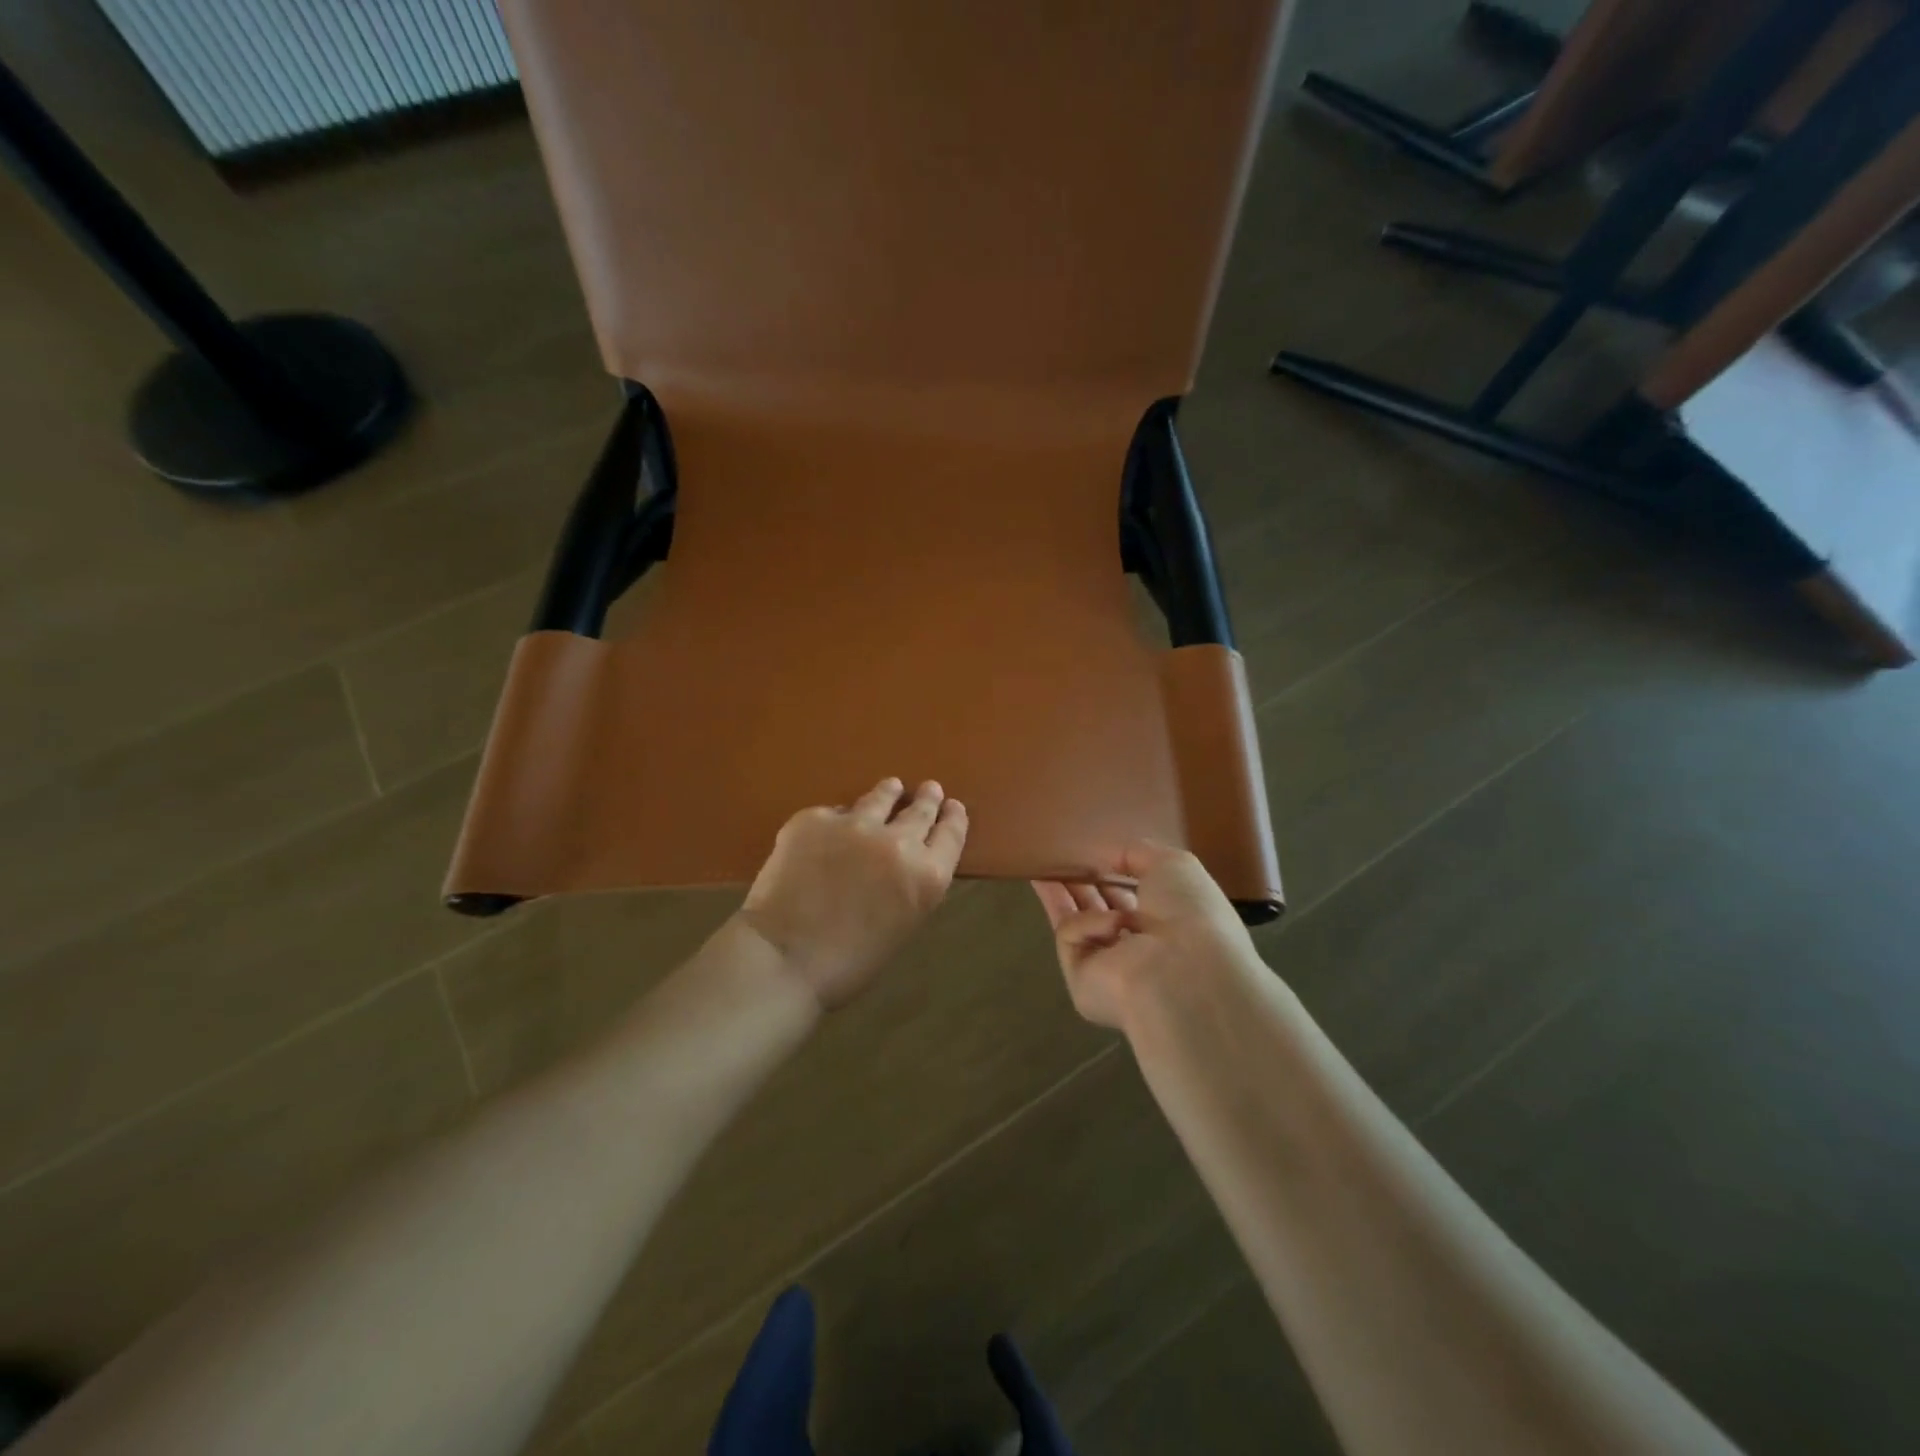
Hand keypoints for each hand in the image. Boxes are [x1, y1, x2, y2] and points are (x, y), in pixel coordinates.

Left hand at [739, 778, 967, 1008]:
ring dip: (888, 793)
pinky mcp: (815, 819)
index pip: (951, 834)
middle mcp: (898, 841)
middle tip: (930, 789)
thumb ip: (910, 887)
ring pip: (880, 798)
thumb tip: (902, 865)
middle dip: (927, 798)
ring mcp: (855, 824)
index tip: (953, 807)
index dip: (954, 817)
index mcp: (926, 876)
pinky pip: (833, 813)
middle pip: (920, 810)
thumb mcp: (902, 925)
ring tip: (891, 787)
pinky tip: (832, 826)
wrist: (785, 958)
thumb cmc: (849, 963)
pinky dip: (837, 820)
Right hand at [1033, 841, 1256, 1031]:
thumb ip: (1137, 853)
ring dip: (1061, 894)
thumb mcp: (1172, 865)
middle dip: (1076, 882)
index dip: (1109, 871)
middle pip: (1097, 907)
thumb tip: (1106, 856)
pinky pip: (1072, 936)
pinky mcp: (1081, 981)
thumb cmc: (1189, 913)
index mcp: (1165, 922)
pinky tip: (1111, 924)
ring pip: (1074, 921)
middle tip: (1052, 857)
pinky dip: (1088, 924)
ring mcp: (1106, 967)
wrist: (1183, 970)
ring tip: (1040, 869)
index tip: (1088, 852)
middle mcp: (1137, 946)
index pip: (1130, 895)